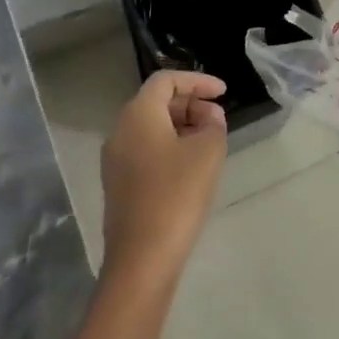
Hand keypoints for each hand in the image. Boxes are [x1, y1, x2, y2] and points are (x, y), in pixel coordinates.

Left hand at [100, 70, 227, 287]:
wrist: (142, 258)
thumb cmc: (177, 194)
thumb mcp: (208, 151)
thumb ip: (213, 124)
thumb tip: (208, 118)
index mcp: (138, 115)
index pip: (166, 80)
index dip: (197, 81)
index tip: (223, 92)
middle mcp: (120, 130)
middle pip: (156, 102)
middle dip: (191, 104)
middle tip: (219, 119)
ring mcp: (115, 159)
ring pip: (151, 127)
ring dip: (182, 126)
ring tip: (210, 142)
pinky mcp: (118, 184)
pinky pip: (146, 149)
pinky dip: (170, 146)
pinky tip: (192, 166)